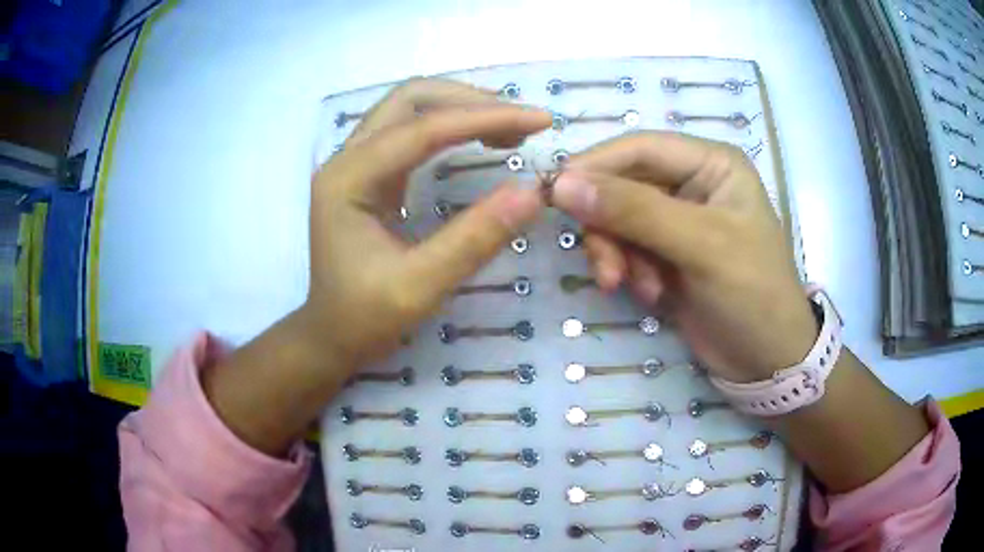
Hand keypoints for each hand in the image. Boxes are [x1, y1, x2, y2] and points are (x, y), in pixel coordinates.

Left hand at [304, 78, 550, 368]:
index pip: (423, 129)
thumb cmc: (365, 318)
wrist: (330, 336)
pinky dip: (449, 125)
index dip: (485, 118)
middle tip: (521, 123)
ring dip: (460, 107)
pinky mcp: (369, 173)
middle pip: (410, 99)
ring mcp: (355, 163)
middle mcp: (347, 159)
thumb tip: (532, 192)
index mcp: (348, 180)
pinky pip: (410, 130)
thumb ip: (474, 240)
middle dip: (470, 102)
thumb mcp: (420, 287)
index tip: (540, 120)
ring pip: (409, 108)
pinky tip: (477, 138)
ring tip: (507, 128)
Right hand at [551, 132, 816, 382]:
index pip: (639, 148)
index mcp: (710, 163)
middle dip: (608, 226)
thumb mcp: (701, 246)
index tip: (554, 194)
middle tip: (605, 267)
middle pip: (622, 184)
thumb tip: (562, 184)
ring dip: (616, 253)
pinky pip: (625, 247)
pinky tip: (649, 294)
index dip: (594, 166)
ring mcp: (677, 219)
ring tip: (629, 286)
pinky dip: (627, 270)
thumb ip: (634, 211)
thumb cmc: (752, 293)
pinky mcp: (665, 253)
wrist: (766, 360)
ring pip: (618, 218)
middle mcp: (691, 183)